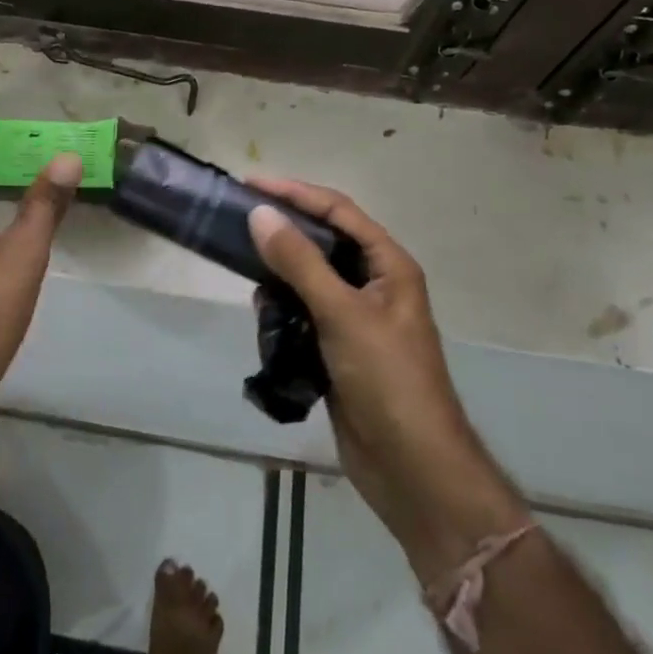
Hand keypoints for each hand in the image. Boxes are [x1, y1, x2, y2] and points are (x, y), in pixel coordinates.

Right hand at [247, 179, 528, 576]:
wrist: (412, 469)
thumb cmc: (387, 380)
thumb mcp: (342, 313)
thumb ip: (300, 262)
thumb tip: (260, 214)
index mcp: (388, 265)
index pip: (338, 210)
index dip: (296, 192)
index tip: (251, 184)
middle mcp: (373, 284)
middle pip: (323, 240)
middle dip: (284, 229)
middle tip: (240, 219)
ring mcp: (355, 318)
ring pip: (309, 276)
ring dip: (280, 270)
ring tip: (245, 265)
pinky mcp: (338, 348)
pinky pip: (303, 311)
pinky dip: (281, 306)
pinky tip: (261, 310)